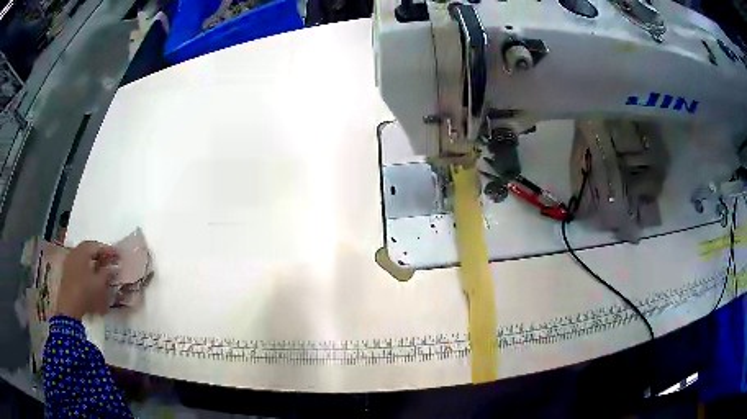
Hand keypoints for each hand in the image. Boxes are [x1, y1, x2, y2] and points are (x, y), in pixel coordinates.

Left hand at [57, 241, 119, 319]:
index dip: (109, 250)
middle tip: (110, 259)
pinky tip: (91, 274)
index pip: (97, 246)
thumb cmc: (86, 292)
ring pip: (83, 256)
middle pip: (89, 249)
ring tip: (101, 267)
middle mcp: (75, 252)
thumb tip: (112, 267)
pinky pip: (79, 263)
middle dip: (100, 254)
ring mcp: (69, 261)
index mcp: (83, 251)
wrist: (69, 306)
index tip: (119, 255)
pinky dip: (86, 266)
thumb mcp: (100, 284)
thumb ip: (107, 273)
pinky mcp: (67, 271)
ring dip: (93, 260)